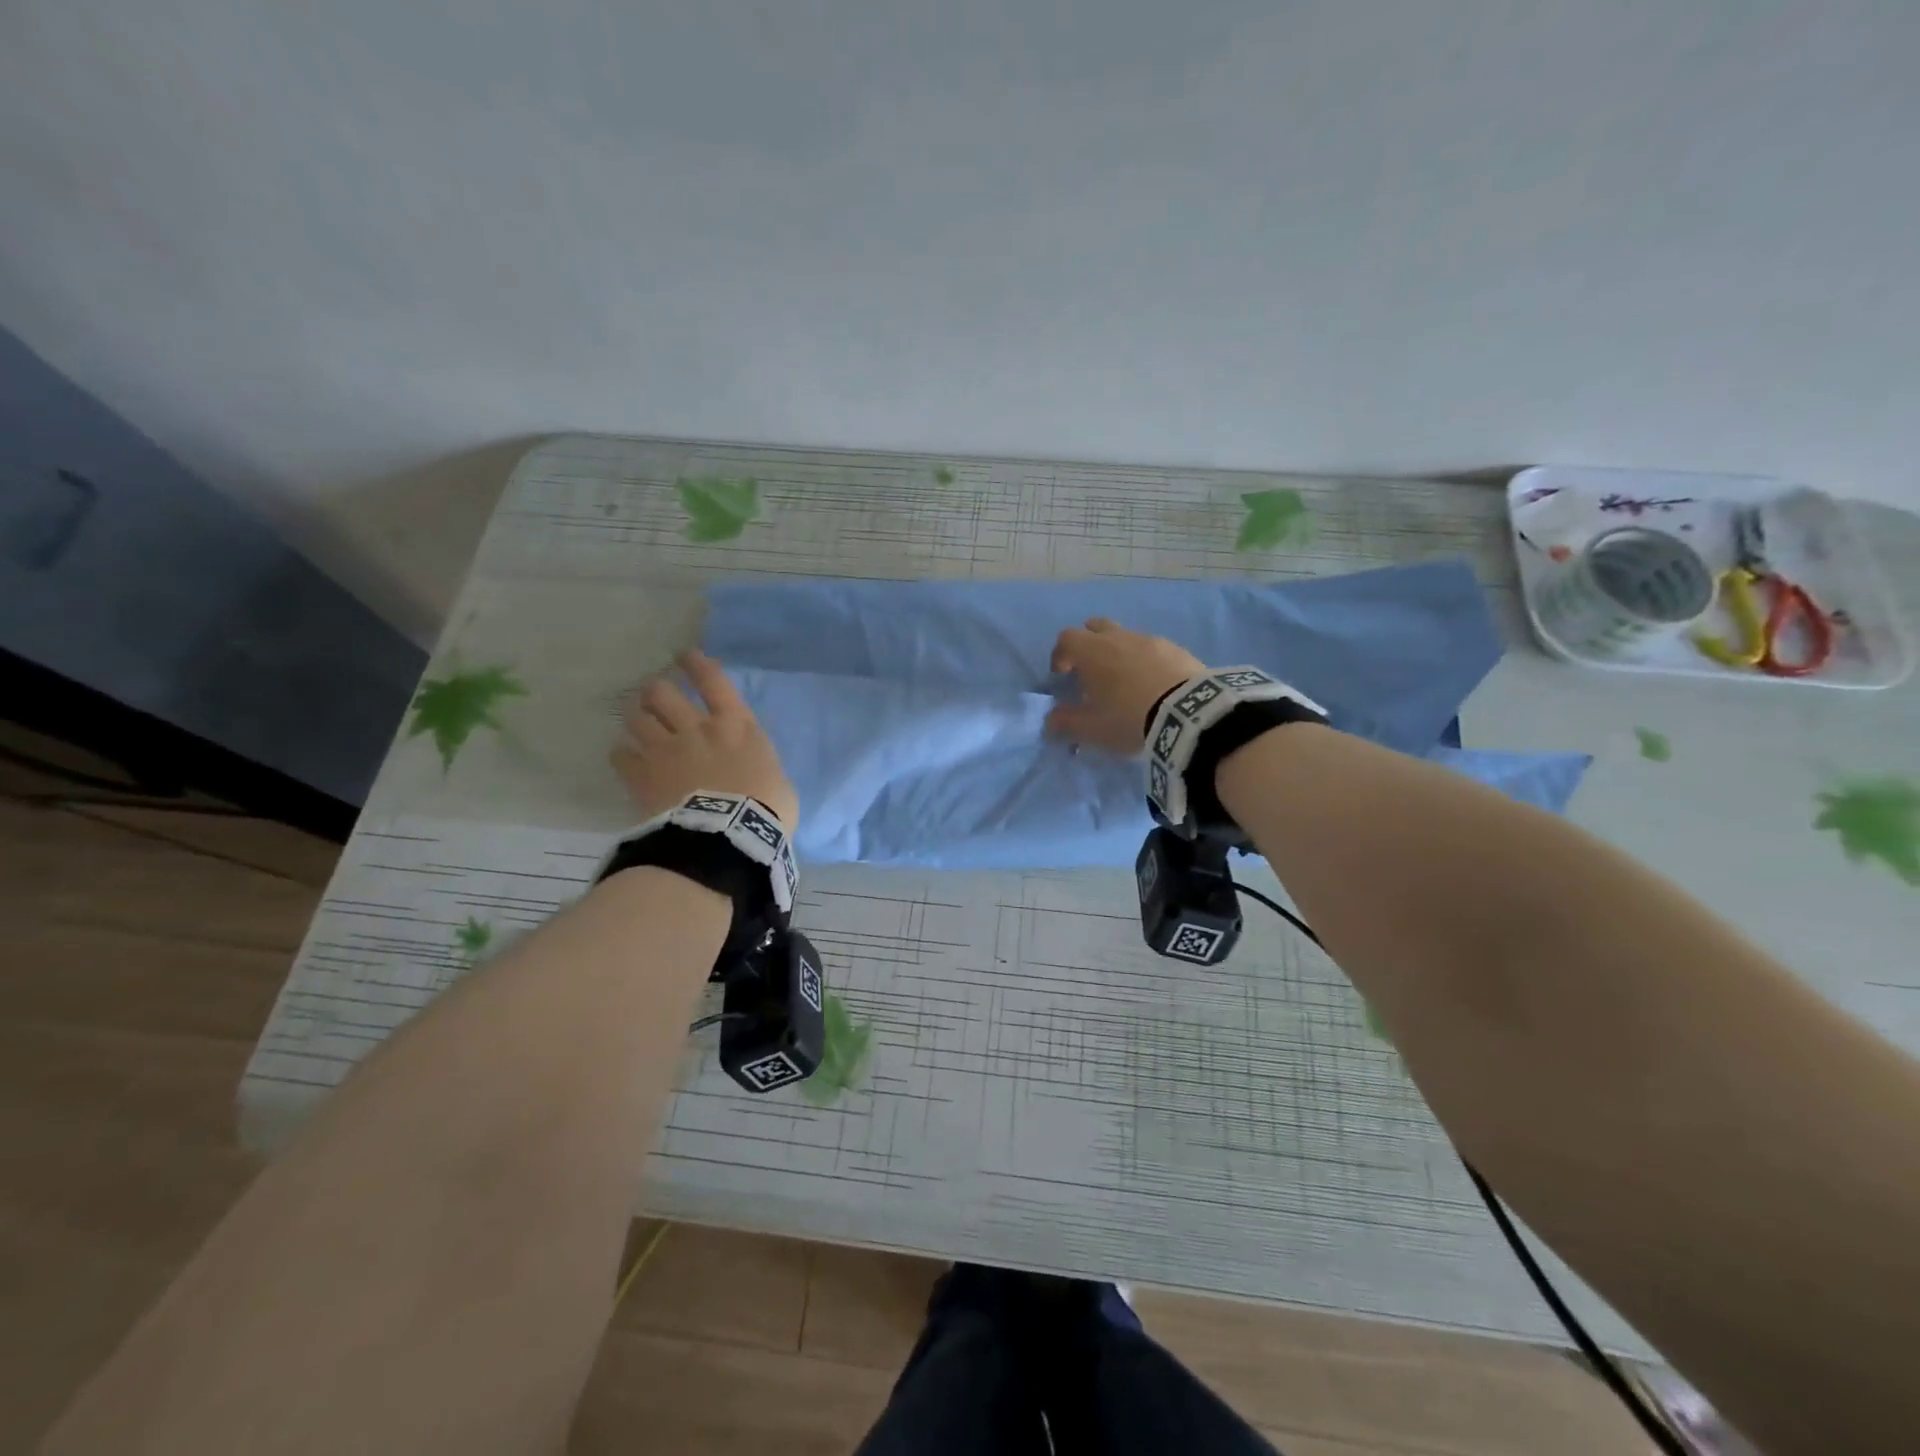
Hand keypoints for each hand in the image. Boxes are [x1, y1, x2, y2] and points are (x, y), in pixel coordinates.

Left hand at [612, 650, 798, 829]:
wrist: (728, 839)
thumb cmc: (765, 810)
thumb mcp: (779, 782)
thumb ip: (760, 766)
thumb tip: (754, 770)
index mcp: (736, 725)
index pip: (713, 680)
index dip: (696, 664)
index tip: (685, 656)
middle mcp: (697, 728)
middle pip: (662, 692)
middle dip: (655, 691)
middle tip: (654, 696)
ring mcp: (666, 750)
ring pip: (637, 718)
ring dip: (636, 719)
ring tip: (636, 723)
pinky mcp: (642, 775)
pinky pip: (620, 755)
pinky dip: (622, 754)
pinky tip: (625, 758)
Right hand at [1045, 618, 1206, 753]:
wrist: (1189, 714)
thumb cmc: (1130, 718)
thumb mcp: (1092, 730)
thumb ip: (1066, 723)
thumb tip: (1050, 720)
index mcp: (1093, 652)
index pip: (1066, 639)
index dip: (1060, 655)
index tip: (1062, 675)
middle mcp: (1119, 638)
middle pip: (1096, 627)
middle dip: (1089, 645)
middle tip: (1091, 672)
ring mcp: (1151, 640)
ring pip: (1126, 637)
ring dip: (1119, 653)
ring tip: (1125, 682)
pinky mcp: (1177, 650)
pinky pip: (1152, 648)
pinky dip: (1145, 660)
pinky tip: (1153, 685)